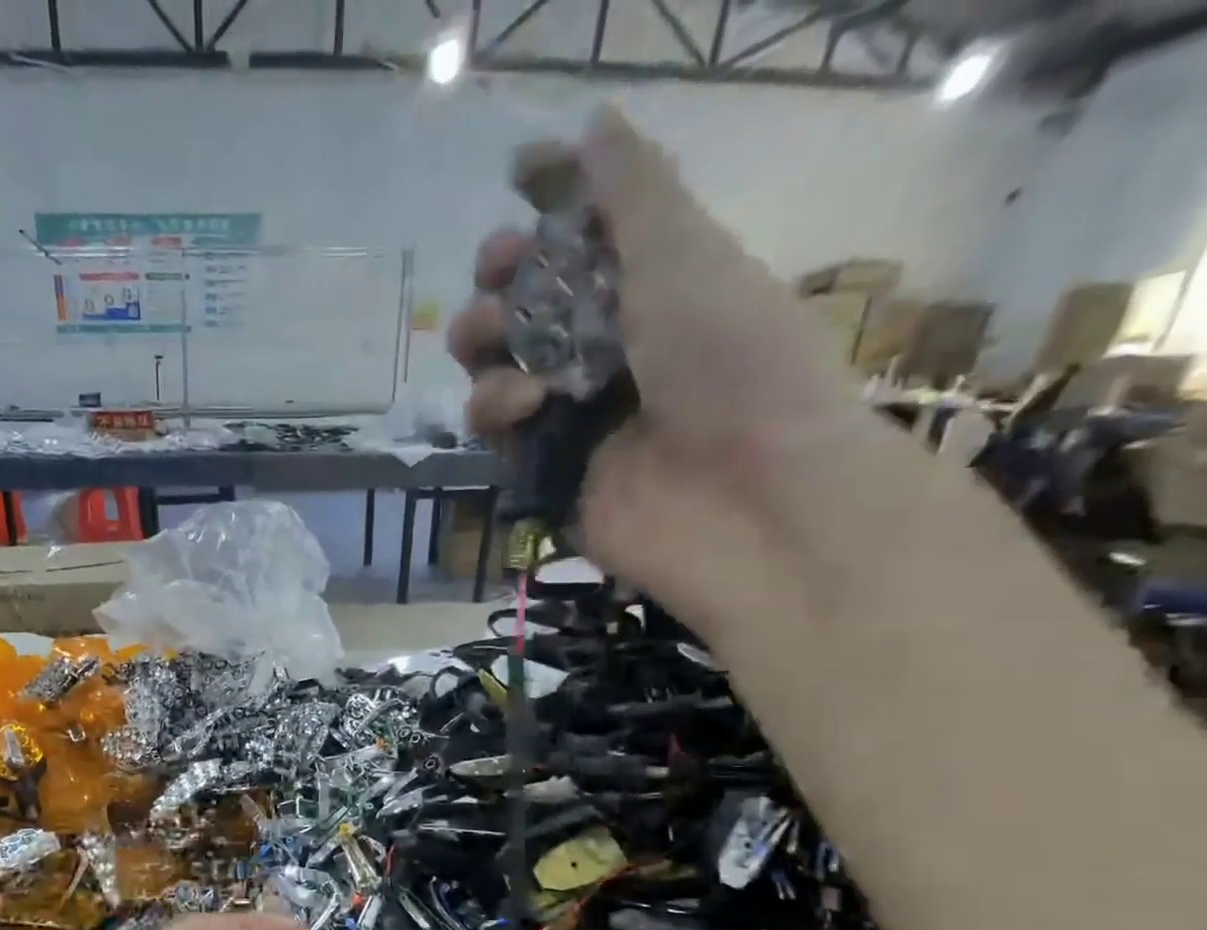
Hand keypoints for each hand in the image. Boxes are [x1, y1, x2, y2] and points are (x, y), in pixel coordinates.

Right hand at [447, 106, 889, 637]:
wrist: (748, 498)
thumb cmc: (732, 361)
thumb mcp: (686, 255)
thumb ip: (632, 191)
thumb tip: (592, 124)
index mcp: (648, 288)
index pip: (579, 238)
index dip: (547, 208)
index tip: (519, 180)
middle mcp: (604, 349)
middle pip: (523, 305)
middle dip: (500, 283)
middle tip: (499, 277)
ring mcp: (570, 415)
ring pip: (495, 368)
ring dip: (488, 347)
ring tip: (502, 349)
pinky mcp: (543, 472)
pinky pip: (495, 432)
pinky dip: (500, 410)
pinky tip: (529, 407)